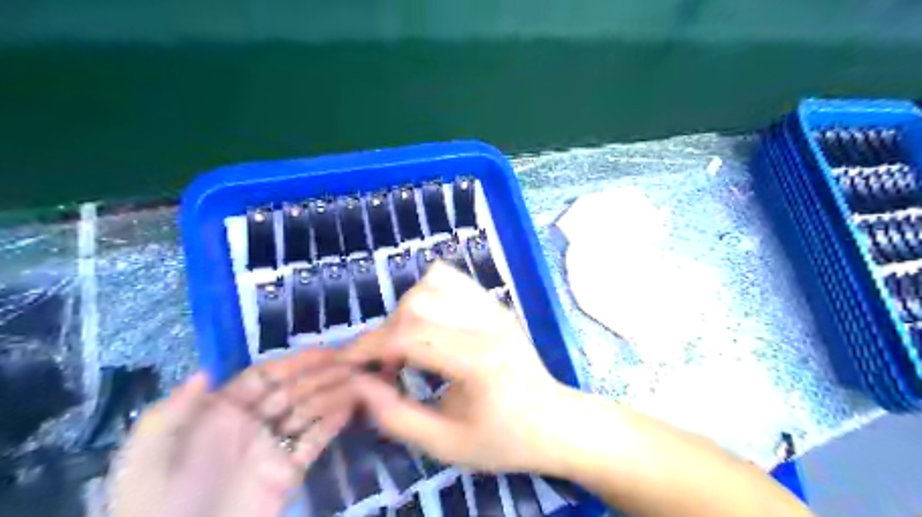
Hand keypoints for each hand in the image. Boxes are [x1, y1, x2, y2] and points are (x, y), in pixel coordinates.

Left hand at [112, 349, 358, 515]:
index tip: (323, 351)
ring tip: (356, 377)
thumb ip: (172, 411)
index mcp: (220, 413)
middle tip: (349, 361)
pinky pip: (314, 440)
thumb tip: (206, 371)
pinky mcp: (289, 470)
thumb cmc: (157, 503)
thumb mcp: (148, 456)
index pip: (264, 376)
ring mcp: (272, 446)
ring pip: (307, 411)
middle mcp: (252, 423)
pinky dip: (332, 423)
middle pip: (292, 389)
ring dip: (331, 393)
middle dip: (319, 374)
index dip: (294, 362)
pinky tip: (350, 406)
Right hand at [342, 265, 565, 474]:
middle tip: (389, 364)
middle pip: (418, 301)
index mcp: (478, 360)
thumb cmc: (503, 439)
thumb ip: (396, 416)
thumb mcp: (446, 445)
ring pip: (433, 282)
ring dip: (409, 309)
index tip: (349, 362)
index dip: (371, 346)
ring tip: (410, 341)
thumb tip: (359, 384)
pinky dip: (429, 293)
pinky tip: (431, 322)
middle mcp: (487, 323)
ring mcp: (493, 307)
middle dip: (389, 330)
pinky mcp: (494, 303)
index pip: (411, 335)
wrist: (552, 421)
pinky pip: (452, 279)